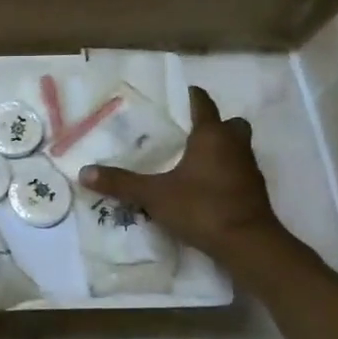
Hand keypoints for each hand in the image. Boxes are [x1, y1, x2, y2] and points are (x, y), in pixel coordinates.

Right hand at [78, 86, 288, 266]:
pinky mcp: (254, 191)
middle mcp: (234, 145)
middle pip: (229, 124)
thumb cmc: (201, 207)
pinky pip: (238, 171)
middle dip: (213, 125)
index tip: (179, 95)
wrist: (247, 243)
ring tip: (191, 160)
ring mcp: (249, 168)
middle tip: (187, 133)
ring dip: (220, 149)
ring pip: (236, 148)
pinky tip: (204, 186)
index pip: (203, 104)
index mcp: (212, 135)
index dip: (191, 97)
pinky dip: (224, 172)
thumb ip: (121, 183)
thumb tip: (84, 173)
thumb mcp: (154, 195)